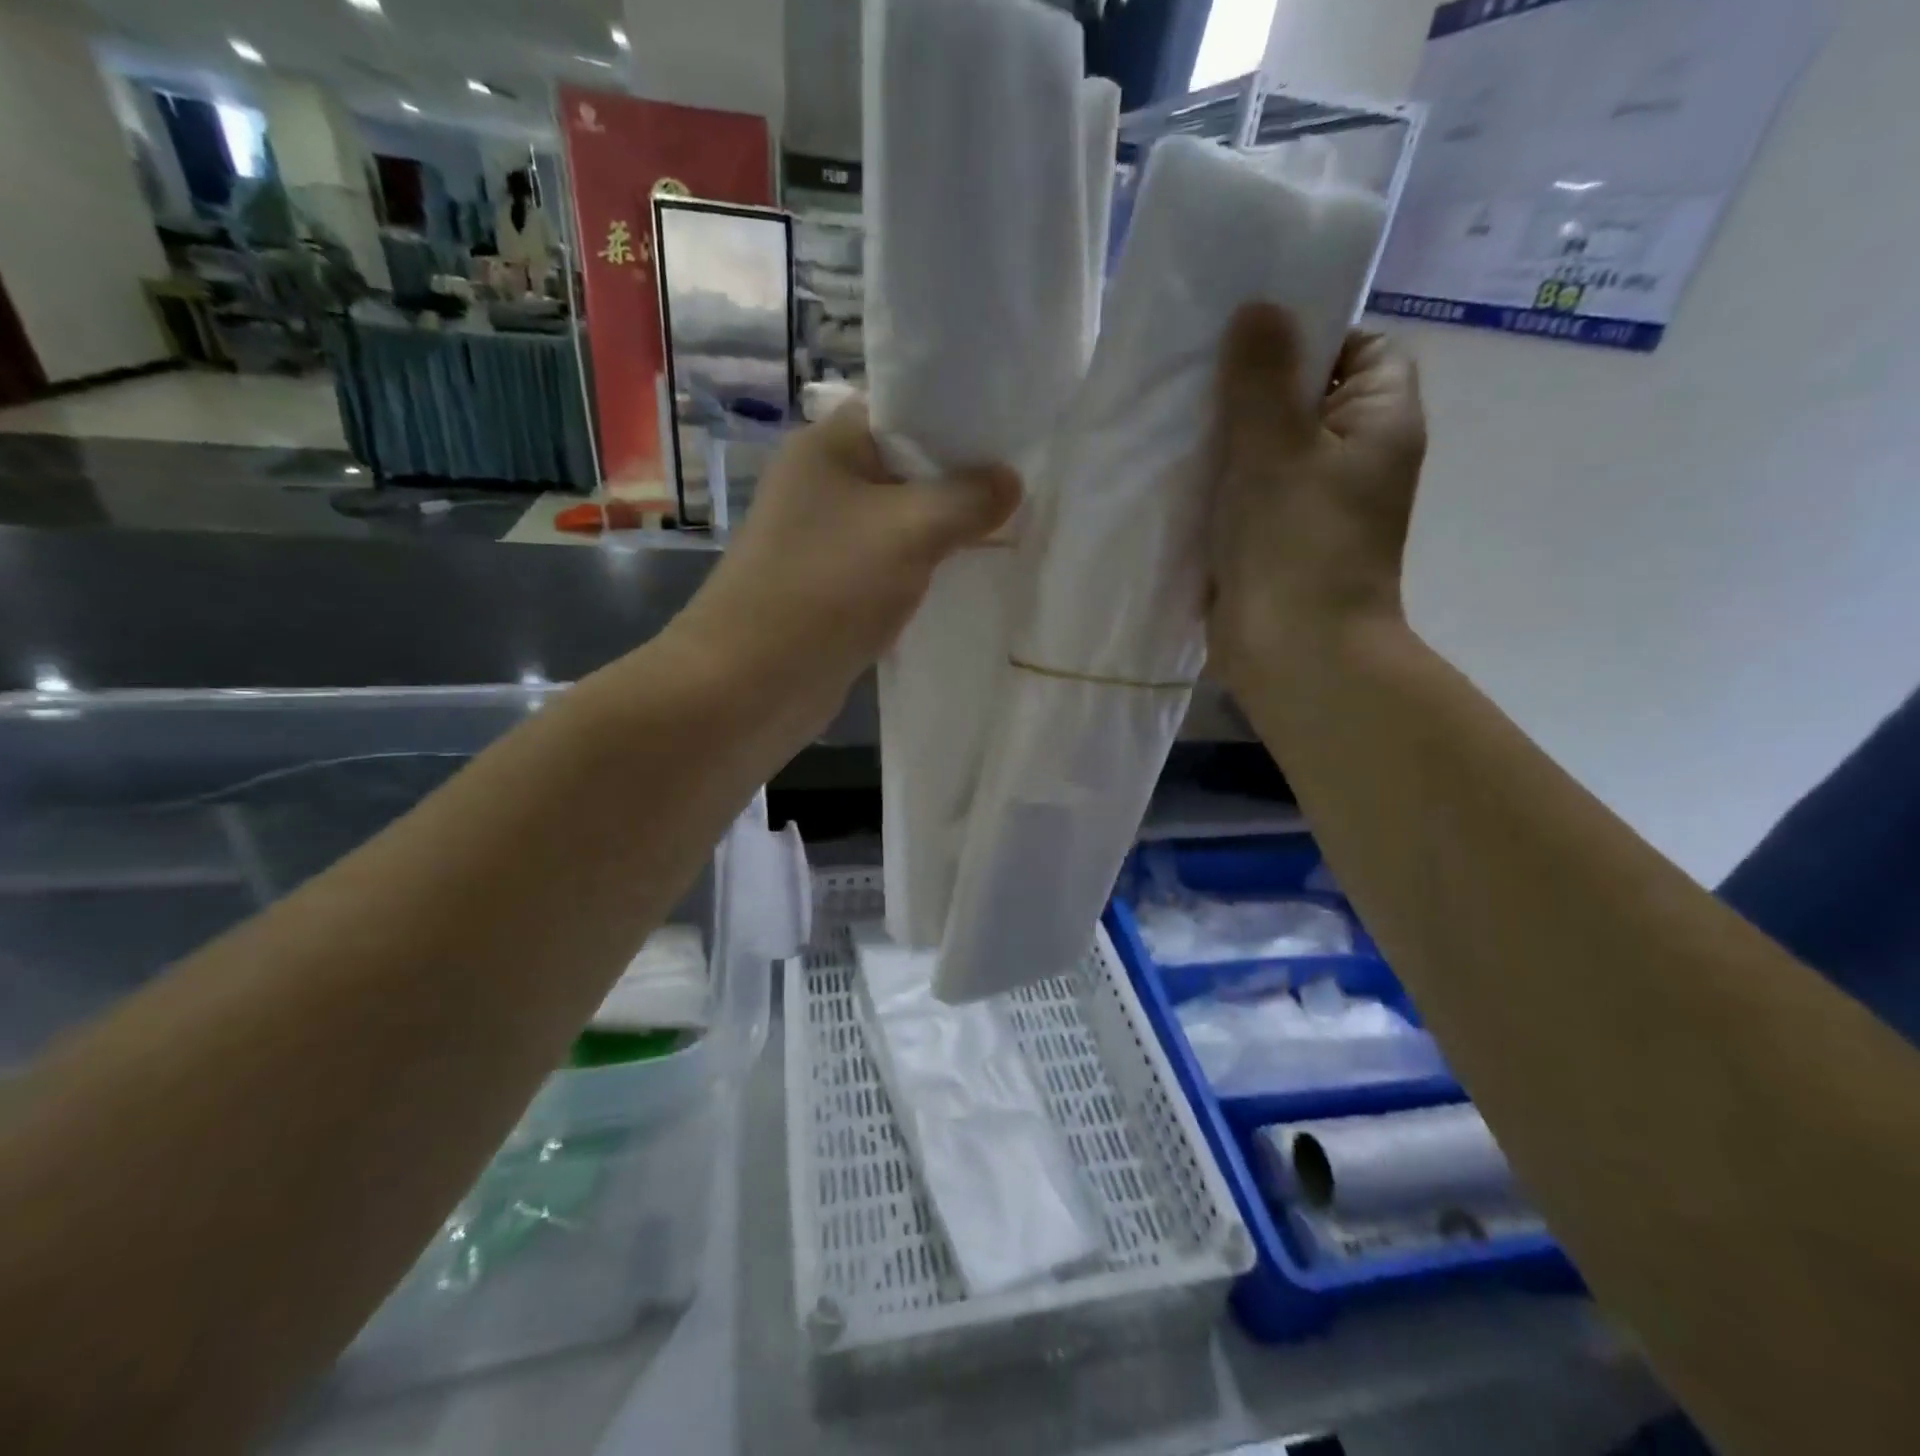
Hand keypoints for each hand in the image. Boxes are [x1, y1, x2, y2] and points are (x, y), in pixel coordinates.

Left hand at [676, 402, 1021, 730]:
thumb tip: (1010, 481)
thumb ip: (967, 499)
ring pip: (901, 522)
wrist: (752, 683)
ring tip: (1007, 533)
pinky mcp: (834, 589)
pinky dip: (924, 569)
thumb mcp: (910, 530)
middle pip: (907, 468)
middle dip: (961, 482)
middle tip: (1022, 493)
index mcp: (829, 447)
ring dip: (946, 530)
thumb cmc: (827, 587)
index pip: (903, 410)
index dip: (958, 421)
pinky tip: (965, 578)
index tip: (1012, 440)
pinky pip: (891, 566)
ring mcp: (826, 540)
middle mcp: (823, 485)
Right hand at [1208, 303, 1427, 689]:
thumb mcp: (1277, 447)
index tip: (1250, 337)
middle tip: (1194, 372)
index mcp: (1380, 421)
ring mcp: (1313, 504)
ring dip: (1227, 438)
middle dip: (1253, 386)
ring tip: (1173, 417)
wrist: (1293, 653)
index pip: (1361, 347)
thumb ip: (1263, 377)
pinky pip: (1246, 493)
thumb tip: (1258, 306)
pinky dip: (1217, 482)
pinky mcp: (1275, 541)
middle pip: (1307, 397)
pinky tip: (1173, 471)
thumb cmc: (1297, 544)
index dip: (1311, 332)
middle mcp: (1355, 458)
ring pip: (1269, 449)